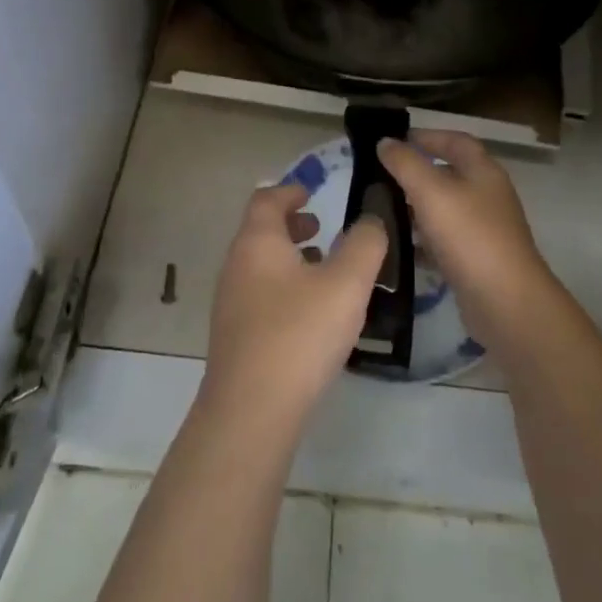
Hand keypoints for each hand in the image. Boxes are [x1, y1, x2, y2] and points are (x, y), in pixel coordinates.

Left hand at [200, 183, 387, 436]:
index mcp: (257, 242)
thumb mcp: (346, 284)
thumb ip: (365, 244)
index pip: (266, 199)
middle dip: (292, 225)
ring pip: (261, 265)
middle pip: (261, 231)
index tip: (312, 191)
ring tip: (324, 270)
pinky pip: (261, 295)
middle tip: (322, 229)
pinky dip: (284, 287)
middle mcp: (236, 265)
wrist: (251, 410)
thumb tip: (371, 220)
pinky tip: (310, 314)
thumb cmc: (299, 333)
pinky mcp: (235, 336)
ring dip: (290, 258)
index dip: (290, 190)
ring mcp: (231, 303)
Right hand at [376, 130, 555, 346]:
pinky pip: (444, 241)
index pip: (456, 141)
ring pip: (444, 209)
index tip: (395, 141)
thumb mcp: (431, 192)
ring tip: (383, 211)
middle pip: (450, 174)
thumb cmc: (469, 236)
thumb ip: (405, 163)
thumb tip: (385, 142)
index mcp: (483, 172)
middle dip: (416, 173)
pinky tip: (399, 248)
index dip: (428, 136)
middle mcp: (487, 196)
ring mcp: (484, 230)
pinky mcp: (476, 260)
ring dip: (416, 207)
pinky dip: (422, 240)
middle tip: (381, 177)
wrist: (506, 302)